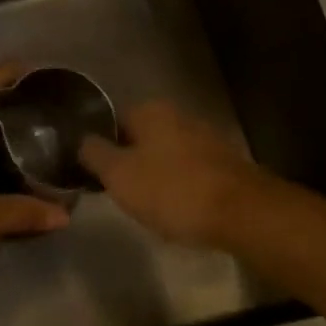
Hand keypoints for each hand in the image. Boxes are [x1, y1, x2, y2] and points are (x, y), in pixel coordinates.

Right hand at [78, 100, 268, 248]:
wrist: (244, 214)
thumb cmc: (173, 191)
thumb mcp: (119, 175)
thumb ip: (94, 154)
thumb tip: (82, 140)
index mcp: (149, 110)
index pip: (112, 121)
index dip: (101, 146)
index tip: (96, 174)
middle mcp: (178, 115)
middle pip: (141, 138)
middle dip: (130, 162)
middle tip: (120, 193)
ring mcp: (205, 138)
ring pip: (166, 155)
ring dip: (156, 175)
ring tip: (149, 206)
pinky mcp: (225, 164)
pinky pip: (190, 172)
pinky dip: (181, 187)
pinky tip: (179, 210)